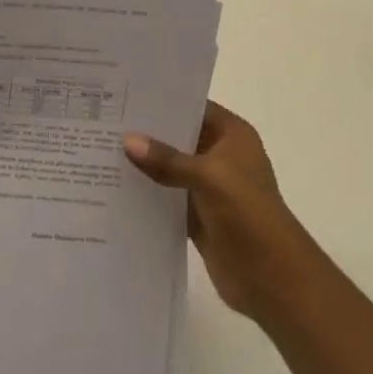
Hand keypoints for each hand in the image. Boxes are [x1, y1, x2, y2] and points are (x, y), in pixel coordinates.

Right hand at [124, 101, 318, 320]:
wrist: (272, 278)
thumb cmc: (247, 214)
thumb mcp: (209, 178)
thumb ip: (167, 160)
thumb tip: (128, 140)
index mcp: (232, 135)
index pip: (193, 107)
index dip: (163, 101)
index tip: (124, 95)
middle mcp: (221, 156)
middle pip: (178, 137)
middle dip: (146, 133)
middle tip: (103, 122)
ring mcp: (209, 187)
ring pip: (170, 168)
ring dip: (144, 165)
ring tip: (100, 151)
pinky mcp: (198, 216)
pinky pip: (167, 197)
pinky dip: (147, 194)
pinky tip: (114, 188)